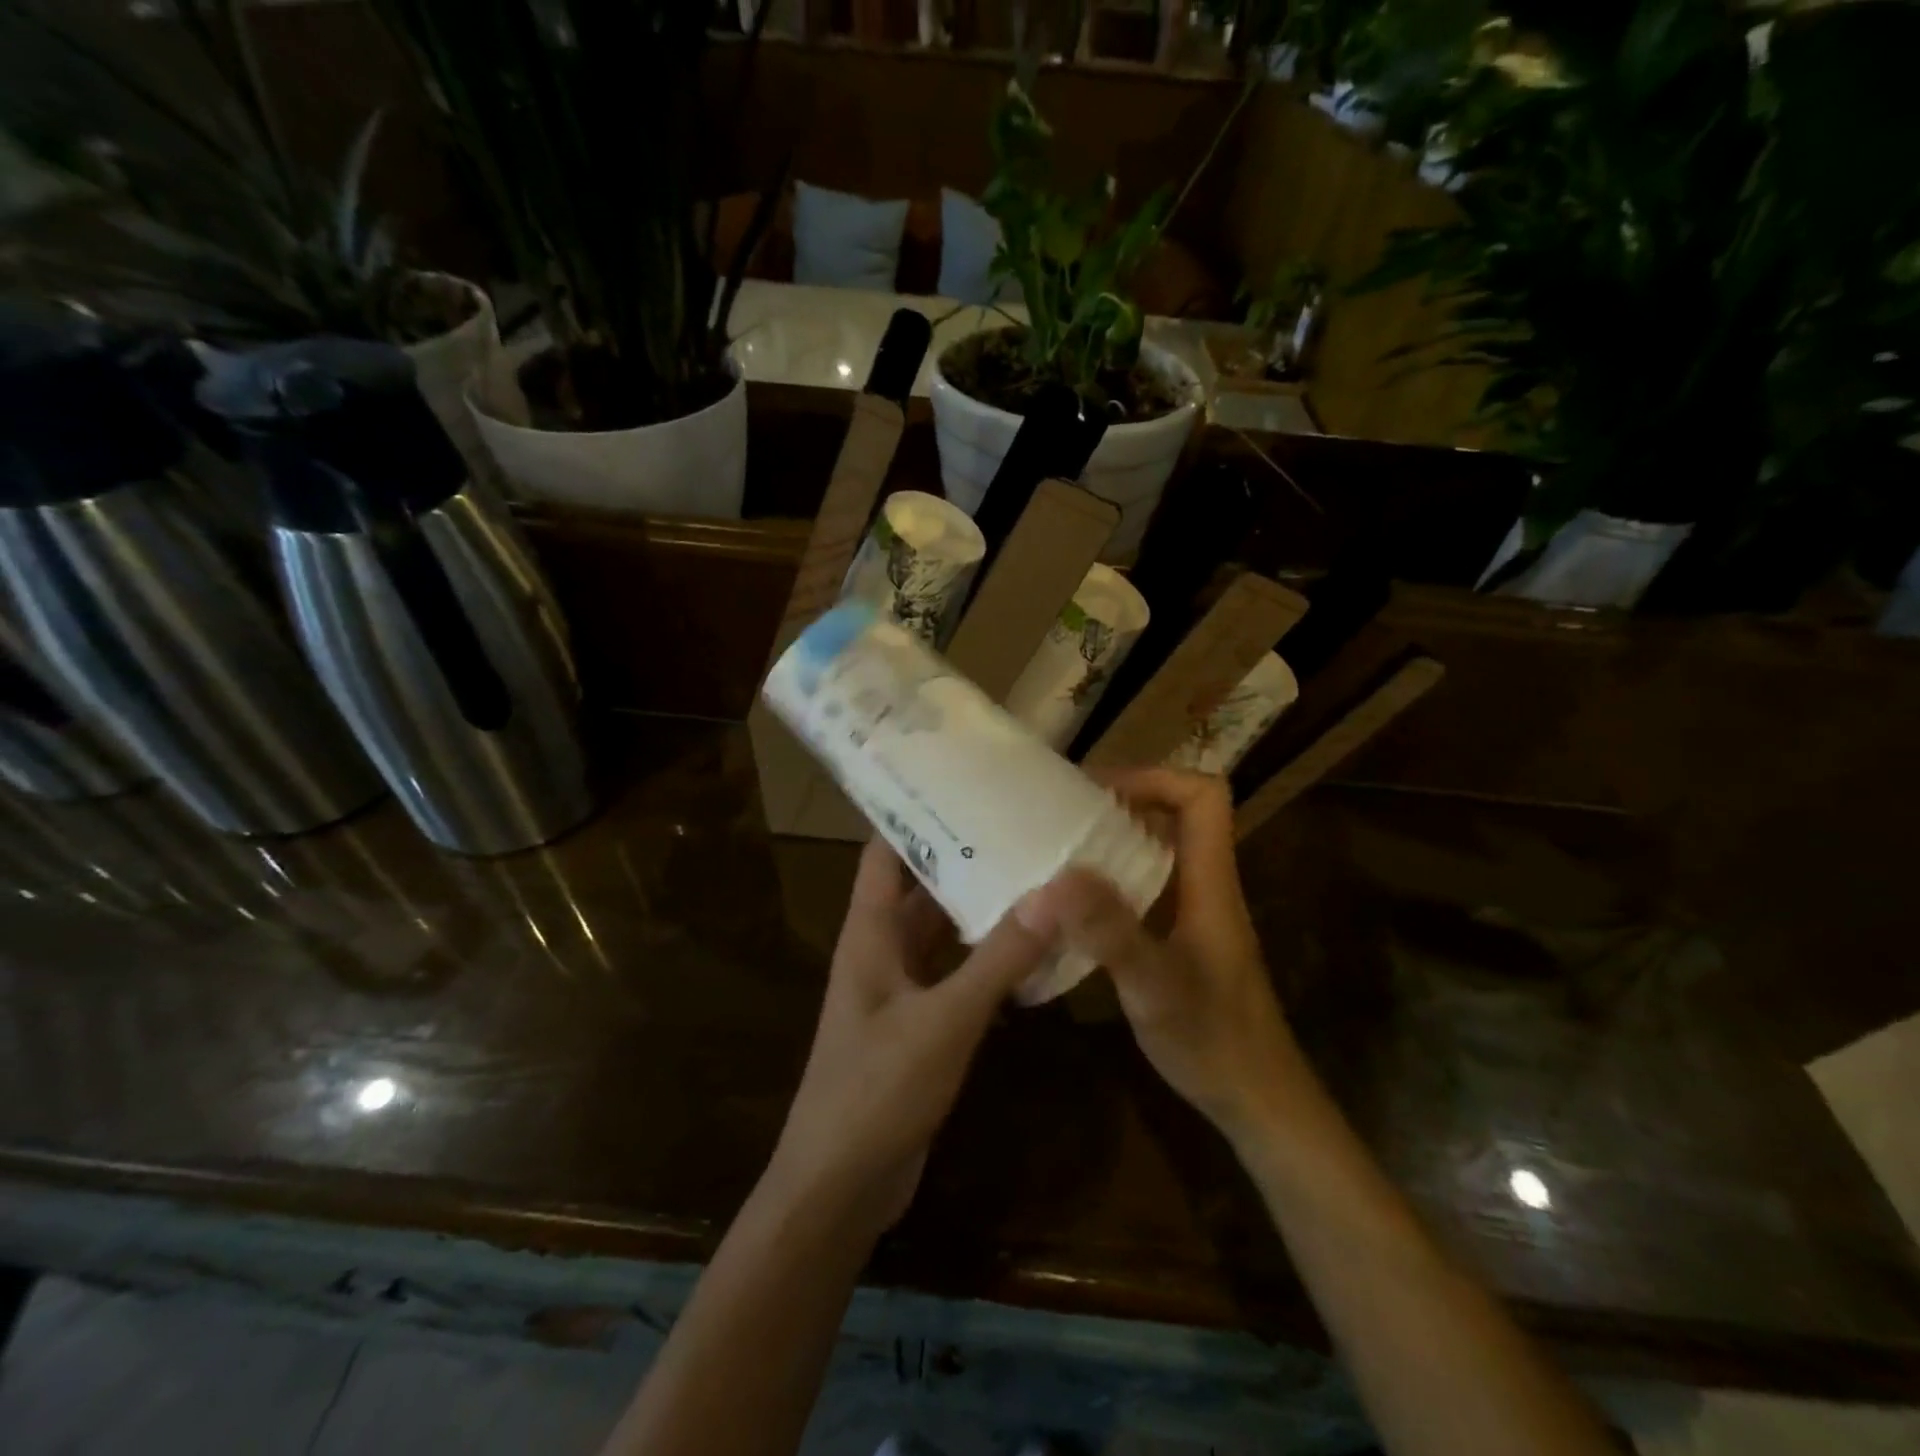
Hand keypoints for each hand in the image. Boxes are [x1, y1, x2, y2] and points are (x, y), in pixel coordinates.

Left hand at [766, 838, 1052, 1238]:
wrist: (839, 1188)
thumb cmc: (876, 1091)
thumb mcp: (945, 1021)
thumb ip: (998, 960)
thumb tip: (1054, 893)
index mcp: (869, 931)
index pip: (885, 850)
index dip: (915, 813)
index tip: (965, 782)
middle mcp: (881, 948)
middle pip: (922, 886)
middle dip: (965, 857)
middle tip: (1023, 826)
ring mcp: (900, 988)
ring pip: (942, 931)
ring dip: (980, 909)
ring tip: (1038, 874)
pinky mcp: (919, 1024)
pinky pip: (955, 974)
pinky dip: (987, 959)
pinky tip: (1033, 949)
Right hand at [1016, 768, 1305, 1144]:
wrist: (1259, 1104)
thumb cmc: (1215, 1041)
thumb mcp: (1155, 986)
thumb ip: (1109, 932)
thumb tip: (1053, 879)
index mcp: (1211, 881)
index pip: (1203, 796)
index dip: (1154, 777)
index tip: (1097, 791)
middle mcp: (1205, 886)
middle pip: (1176, 816)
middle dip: (1121, 804)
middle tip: (1061, 815)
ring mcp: (1194, 914)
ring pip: (1157, 853)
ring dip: (1111, 843)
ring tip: (1055, 851)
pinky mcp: (1180, 940)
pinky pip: (1144, 890)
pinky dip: (1109, 883)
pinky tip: (1071, 909)